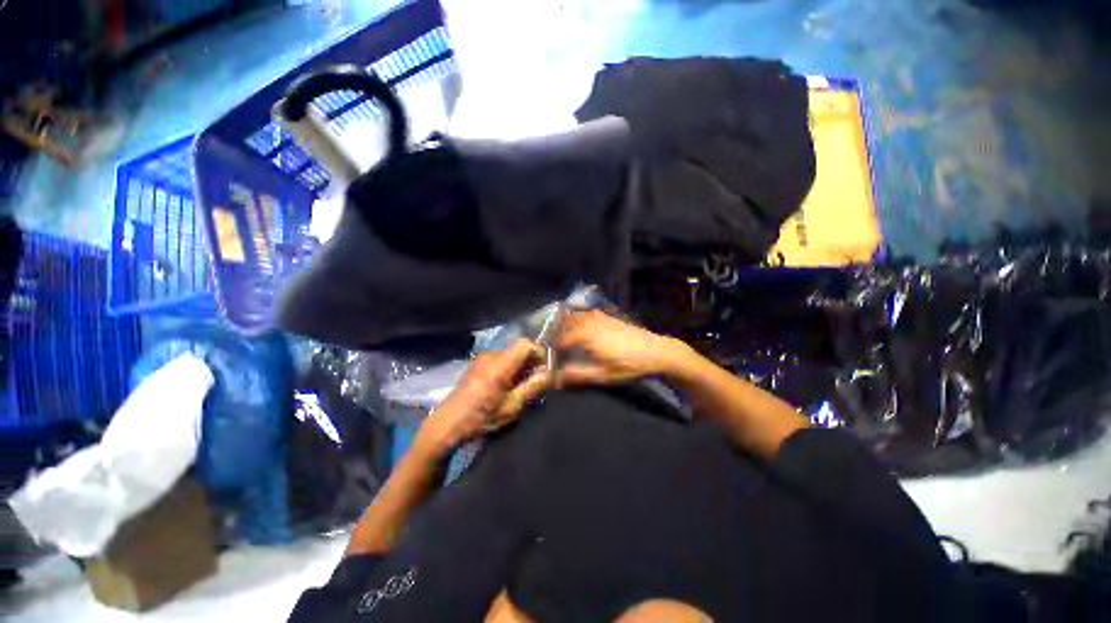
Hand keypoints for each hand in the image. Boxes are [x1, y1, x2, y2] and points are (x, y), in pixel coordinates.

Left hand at [415, 339, 550, 456]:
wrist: (447, 424)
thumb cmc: (481, 418)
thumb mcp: (512, 407)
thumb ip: (532, 387)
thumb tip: (549, 373)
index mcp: (499, 365)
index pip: (525, 344)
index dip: (538, 353)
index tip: (544, 369)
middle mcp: (490, 355)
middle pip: (518, 350)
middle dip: (530, 363)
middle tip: (534, 383)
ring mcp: (482, 359)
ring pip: (510, 355)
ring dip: (519, 367)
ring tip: (520, 387)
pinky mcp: (477, 364)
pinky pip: (500, 360)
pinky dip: (509, 369)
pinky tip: (506, 387)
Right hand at [553, 309, 690, 387]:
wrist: (657, 352)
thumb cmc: (629, 366)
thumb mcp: (602, 375)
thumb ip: (577, 375)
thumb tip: (554, 378)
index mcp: (585, 336)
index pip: (560, 339)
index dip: (551, 347)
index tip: (546, 356)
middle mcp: (589, 322)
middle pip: (565, 323)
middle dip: (555, 332)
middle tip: (551, 345)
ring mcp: (600, 317)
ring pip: (575, 316)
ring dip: (565, 324)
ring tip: (561, 336)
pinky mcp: (608, 317)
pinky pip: (586, 314)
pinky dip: (578, 318)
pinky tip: (579, 326)